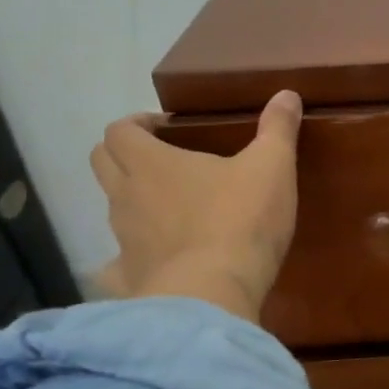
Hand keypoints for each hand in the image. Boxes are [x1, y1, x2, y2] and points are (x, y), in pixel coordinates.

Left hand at [89, 91, 302, 321]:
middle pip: (101, 162)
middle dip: (122, 155)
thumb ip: (278, 129)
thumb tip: (287, 94)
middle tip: (160, 160)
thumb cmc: (241, 220)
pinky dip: (130, 260)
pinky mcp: (130, 279)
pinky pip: (117, 266)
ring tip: (171, 210)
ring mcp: (122, 240)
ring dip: (132, 202)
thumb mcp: (272, 167)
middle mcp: (125, 197)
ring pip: (112, 210)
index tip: (162, 128)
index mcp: (151, 163)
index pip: (119, 130)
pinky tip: (156, 264)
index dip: (136, 124)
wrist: (214, 294)